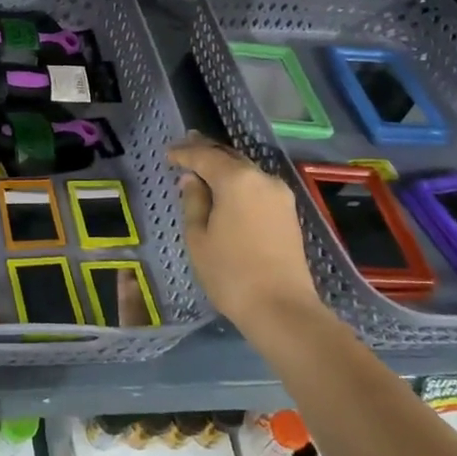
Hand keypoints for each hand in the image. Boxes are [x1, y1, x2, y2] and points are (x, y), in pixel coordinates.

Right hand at [167, 133, 322, 326]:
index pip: (205, 156)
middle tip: (185, 146)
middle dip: (206, 152)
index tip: (168, 154)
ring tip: (203, 168)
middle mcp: (262, 178)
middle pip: (229, 157)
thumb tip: (192, 180)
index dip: (184, 153)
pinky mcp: (288, 213)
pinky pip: (257, 186)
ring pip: (246, 171)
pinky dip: (238, 182)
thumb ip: (193, 201)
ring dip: (224, 167)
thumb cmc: (230, 272)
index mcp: (237, 180)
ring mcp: (280, 195)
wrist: (282, 309)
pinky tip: (226, 190)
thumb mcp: (198, 236)